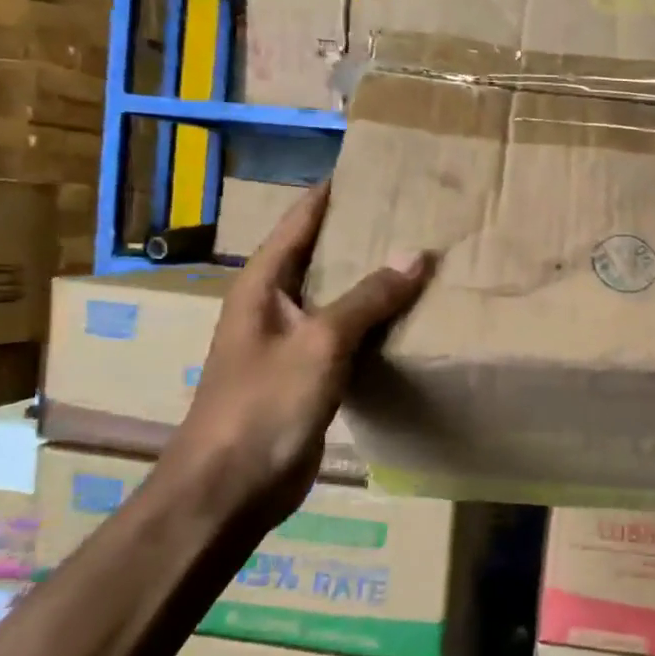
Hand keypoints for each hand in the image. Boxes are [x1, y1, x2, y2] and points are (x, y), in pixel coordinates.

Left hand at [177, 182, 431, 521]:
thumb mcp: (321, 342)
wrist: (231, 489)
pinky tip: (410, 317)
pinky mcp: (310, 375)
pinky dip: (376, 322)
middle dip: (363, 233)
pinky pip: (348, 335)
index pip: (300, 220)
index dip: (332, 191)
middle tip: (416, 212)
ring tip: (423, 256)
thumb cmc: (265, 404)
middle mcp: (275, 304)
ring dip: (374, 280)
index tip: (372, 166)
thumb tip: (417, 255)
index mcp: (264, 283)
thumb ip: (369, 298)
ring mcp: (292, 342)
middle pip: (322, 254)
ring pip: (339, 296)